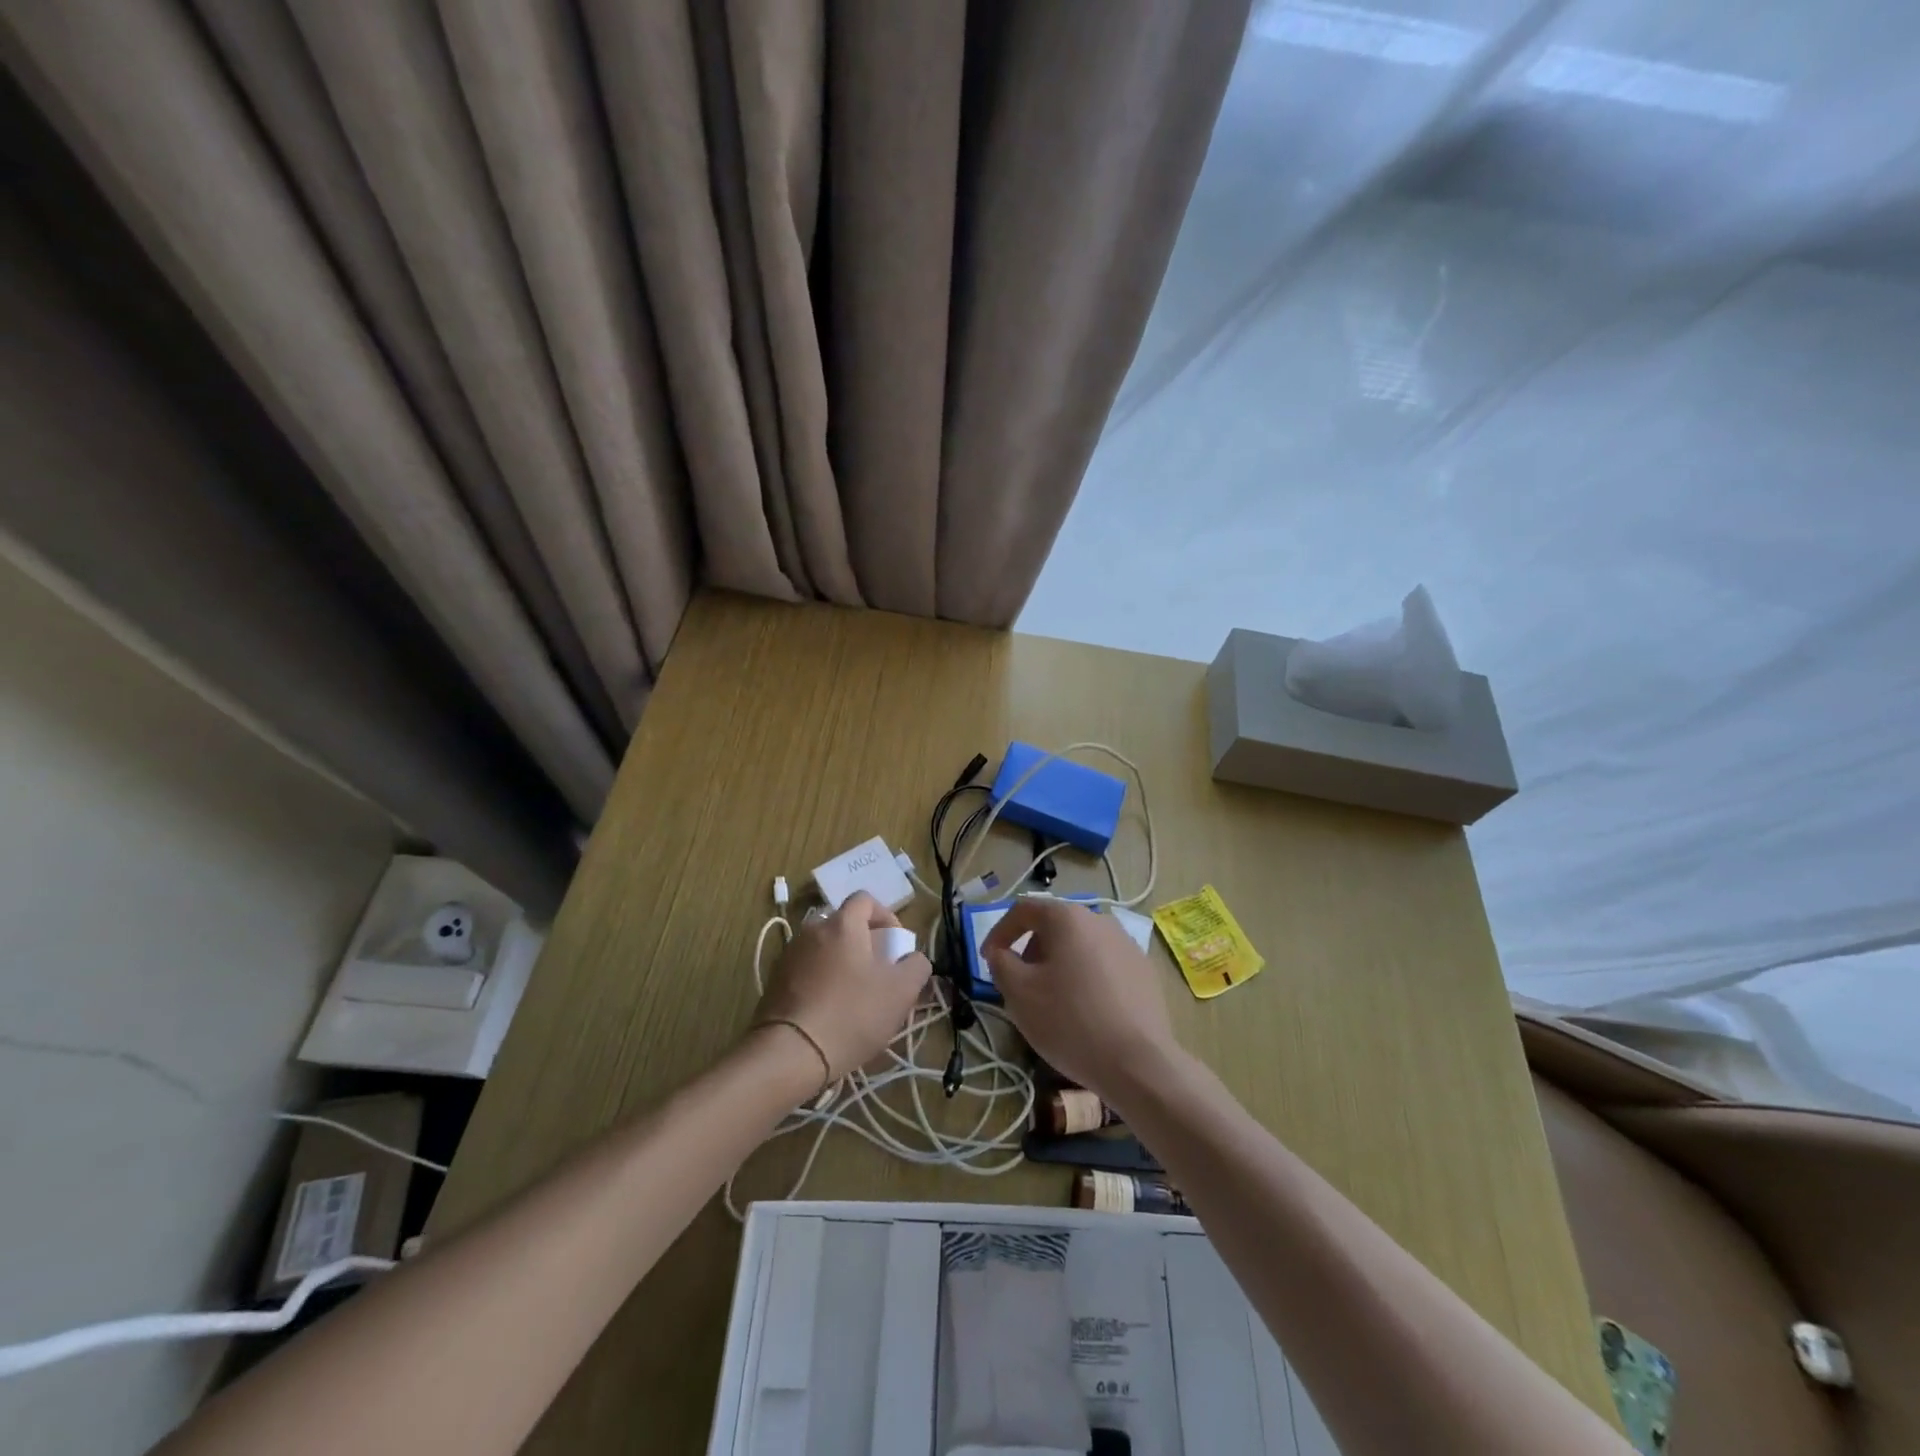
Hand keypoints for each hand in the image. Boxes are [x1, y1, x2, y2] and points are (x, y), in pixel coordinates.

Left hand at [753, 892, 930, 1084]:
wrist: (789, 1053)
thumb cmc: (852, 1014)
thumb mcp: (901, 992)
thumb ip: (917, 966)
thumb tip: (912, 958)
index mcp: (842, 924)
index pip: (865, 899)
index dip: (886, 917)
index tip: (895, 946)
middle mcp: (812, 930)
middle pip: (844, 925)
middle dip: (864, 943)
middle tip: (878, 974)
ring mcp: (789, 955)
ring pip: (824, 948)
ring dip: (842, 963)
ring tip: (854, 997)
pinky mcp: (775, 981)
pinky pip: (806, 970)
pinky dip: (821, 980)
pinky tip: (829, 1012)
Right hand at [982, 898, 1179, 1103]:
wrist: (1138, 1063)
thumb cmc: (1069, 1021)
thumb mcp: (1019, 993)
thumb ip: (1001, 964)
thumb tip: (1002, 953)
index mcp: (1068, 917)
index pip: (1024, 910)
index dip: (999, 932)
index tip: (989, 959)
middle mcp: (1100, 920)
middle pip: (1054, 926)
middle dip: (1031, 951)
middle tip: (1020, 985)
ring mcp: (1127, 945)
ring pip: (1080, 947)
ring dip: (1059, 966)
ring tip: (1052, 1001)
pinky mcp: (1144, 971)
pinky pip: (1104, 966)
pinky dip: (1086, 979)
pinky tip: (1085, 1012)